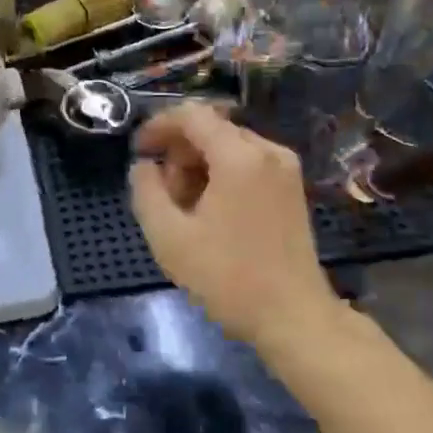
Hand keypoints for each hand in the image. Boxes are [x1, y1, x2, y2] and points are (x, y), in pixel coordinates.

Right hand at [128, 104, 345, 348]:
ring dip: (197, 165)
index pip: (191, 115)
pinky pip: (246, 163)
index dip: (158, 126)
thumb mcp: (169, 236)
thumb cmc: (228, 277)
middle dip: (178, 151)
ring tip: (183, 207)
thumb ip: (146, 190)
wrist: (294, 318)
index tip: (137, 152)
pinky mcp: (291, 188)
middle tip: (161, 192)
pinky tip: (209, 212)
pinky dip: (220, 174)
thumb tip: (143, 166)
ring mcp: (285, 169)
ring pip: (228, 146)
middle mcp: (268, 151)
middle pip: (211, 129)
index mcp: (239, 156)